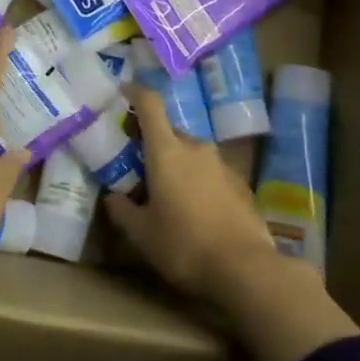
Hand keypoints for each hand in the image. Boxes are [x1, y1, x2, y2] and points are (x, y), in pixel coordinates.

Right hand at [105, 85, 279, 304]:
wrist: (246, 269)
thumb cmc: (184, 245)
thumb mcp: (141, 233)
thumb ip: (122, 210)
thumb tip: (113, 197)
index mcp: (167, 150)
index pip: (149, 104)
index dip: (134, 92)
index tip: (122, 91)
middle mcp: (196, 148)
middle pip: (169, 131)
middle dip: (151, 142)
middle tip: (136, 165)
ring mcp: (222, 165)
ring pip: (190, 153)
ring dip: (176, 164)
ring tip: (165, 192)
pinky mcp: (241, 185)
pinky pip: (210, 173)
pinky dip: (197, 181)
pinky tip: (194, 210)